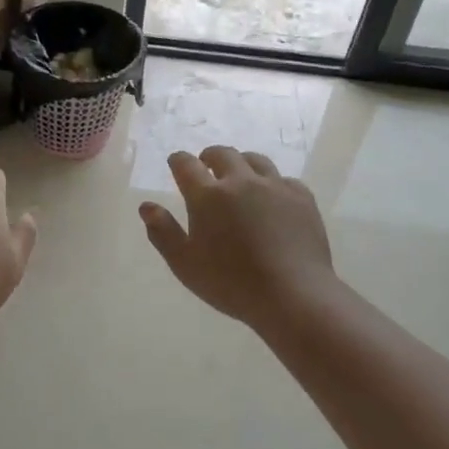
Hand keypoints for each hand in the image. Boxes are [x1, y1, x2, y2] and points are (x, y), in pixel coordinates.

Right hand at [139, 147, 338, 334]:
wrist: (293, 295)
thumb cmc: (231, 283)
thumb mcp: (185, 264)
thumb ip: (163, 232)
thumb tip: (146, 206)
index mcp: (207, 196)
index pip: (186, 164)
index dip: (178, 161)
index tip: (176, 163)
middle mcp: (240, 182)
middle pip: (223, 154)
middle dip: (209, 156)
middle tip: (206, 165)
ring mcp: (275, 187)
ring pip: (255, 160)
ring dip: (241, 163)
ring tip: (239, 176)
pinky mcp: (302, 198)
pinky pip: (283, 179)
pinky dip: (272, 183)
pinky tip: (272, 198)